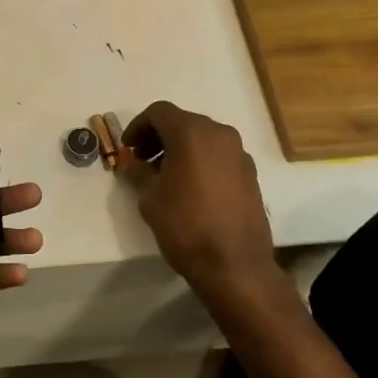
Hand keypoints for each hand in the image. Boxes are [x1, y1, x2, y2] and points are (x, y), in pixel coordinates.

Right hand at [120, 101, 275, 301]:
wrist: (235, 265)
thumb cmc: (185, 225)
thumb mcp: (150, 197)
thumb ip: (138, 172)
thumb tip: (132, 163)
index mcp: (192, 132)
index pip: (159, 112)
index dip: (138, 126)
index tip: (128, 148)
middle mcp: (220, 134)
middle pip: (183, 122)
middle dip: (159, 137)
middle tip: (142, 160)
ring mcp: (239, 153)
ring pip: (203, 138)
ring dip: (180, 149)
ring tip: (164, 176)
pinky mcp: (250, 174)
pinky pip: (218, 156)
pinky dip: (200, 161)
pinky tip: (189, 188)